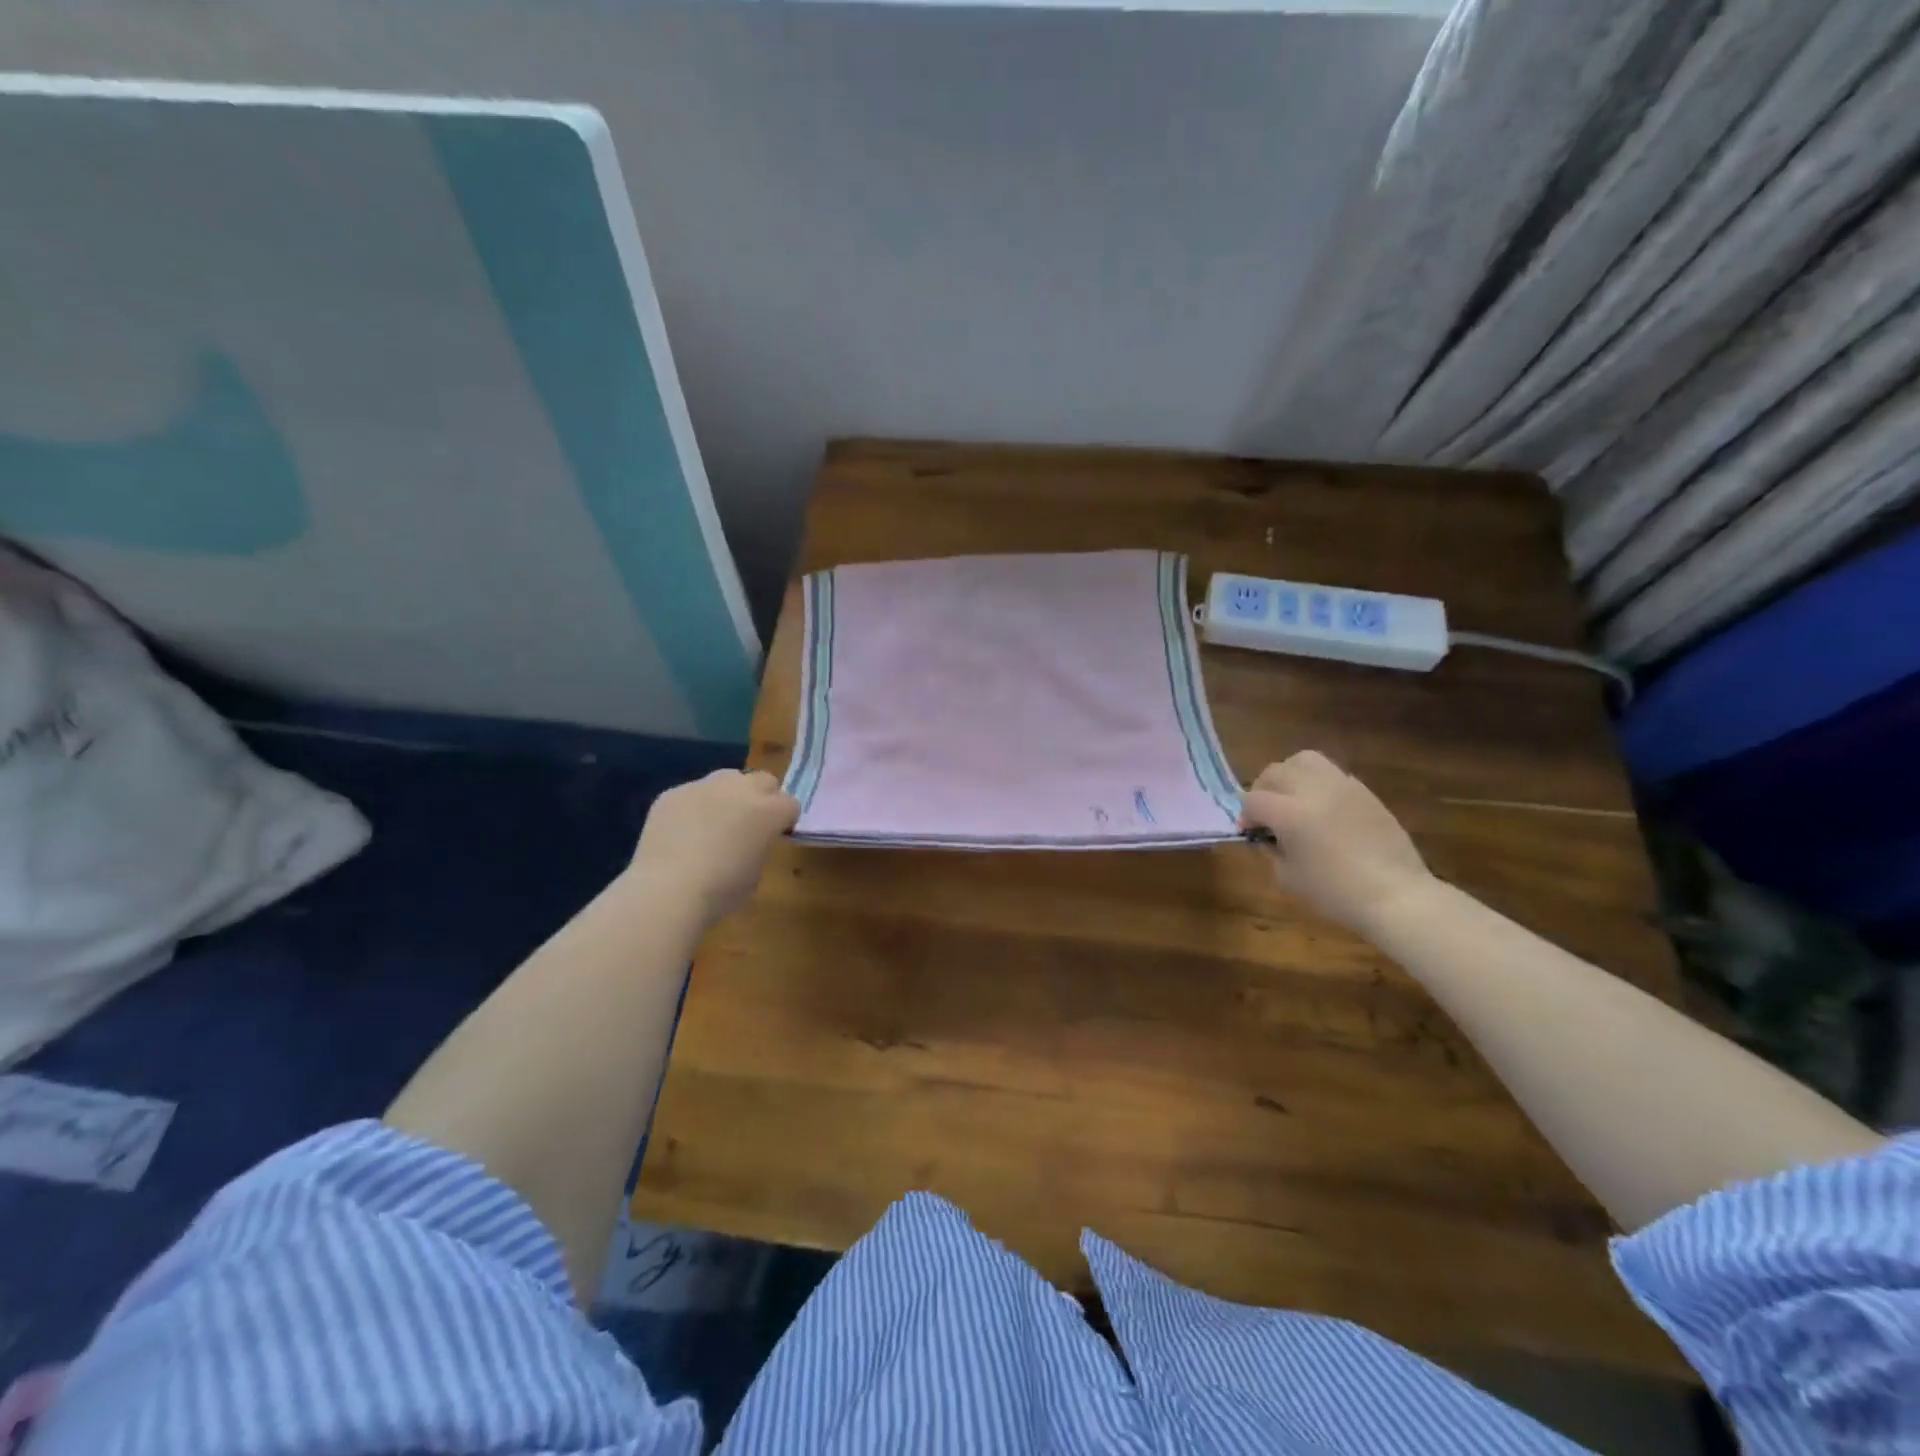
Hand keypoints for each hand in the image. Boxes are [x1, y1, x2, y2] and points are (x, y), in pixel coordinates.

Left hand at [629, 770, 799, 924]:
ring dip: (728, 795)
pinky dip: (692, 807)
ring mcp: (705, 786)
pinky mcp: (673, 793)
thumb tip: (751, 840)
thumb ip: (760, 845)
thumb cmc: (722, 890)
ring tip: (713, 822)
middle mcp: (741, 789)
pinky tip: (681, 832)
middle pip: (763, 780)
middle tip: (748, 824)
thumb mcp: (757, 871)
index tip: (773, 837)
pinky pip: (691, 793)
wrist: (669, 890)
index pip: (790, 804)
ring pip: (726, 779)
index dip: (783, 821)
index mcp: (770, 811)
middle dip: (761, 798)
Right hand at [1240, 751, 1432, 933]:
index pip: (1253, 800)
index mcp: (1290, 813)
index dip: (1245, 816)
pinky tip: (1322, 808)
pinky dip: (1318, 784)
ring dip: (1290, 775)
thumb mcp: (1289, 877)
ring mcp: (1342, 786)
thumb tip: (1267, 835)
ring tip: (1292, 797)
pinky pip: (1331, 774)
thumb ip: (1272, 849)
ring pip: (1304, 760)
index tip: (1250, 832)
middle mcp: (1313, 790)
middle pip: (1275, 771)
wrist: (1396, 895)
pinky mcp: (1364, 791)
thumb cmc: (1336, 893)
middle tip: (1265, 812)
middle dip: (1263, 789)